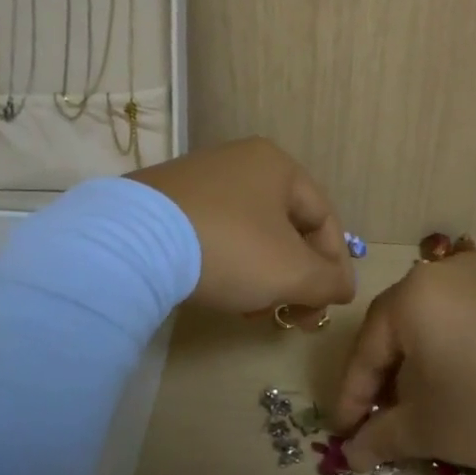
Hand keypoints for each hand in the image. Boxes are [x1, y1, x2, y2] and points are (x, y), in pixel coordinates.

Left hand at [130, 137, 356, 315]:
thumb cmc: (230, 248)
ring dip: (263, 276)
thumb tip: (344, 287)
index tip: (332, 304)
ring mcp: (199, 178)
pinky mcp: (165, 200)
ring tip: (255, 312)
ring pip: (251, 233)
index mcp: (277, 165)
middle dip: (295, 275)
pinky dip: (229, 265)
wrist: (131, 243)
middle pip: (286, 227)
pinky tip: (221, 294)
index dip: (335, 264)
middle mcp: (240, 161)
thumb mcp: (292, 272)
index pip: (324, 217)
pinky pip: (215, 233)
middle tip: (292, 313)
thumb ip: (329, 281)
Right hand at [328, 251, 475, 474]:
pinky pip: (469, 319)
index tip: (345, 434)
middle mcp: (446, 273)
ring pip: (435, 323)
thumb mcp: (434, 428)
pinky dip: (456, 352)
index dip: (352, 396)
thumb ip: (383, 436)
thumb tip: (353, 453)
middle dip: (387, 380)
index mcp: (414, 295)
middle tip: (383, 423)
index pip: (366, 348)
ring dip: (422, 367)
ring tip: (426, 409)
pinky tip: (468, 386)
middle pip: (399, 329)